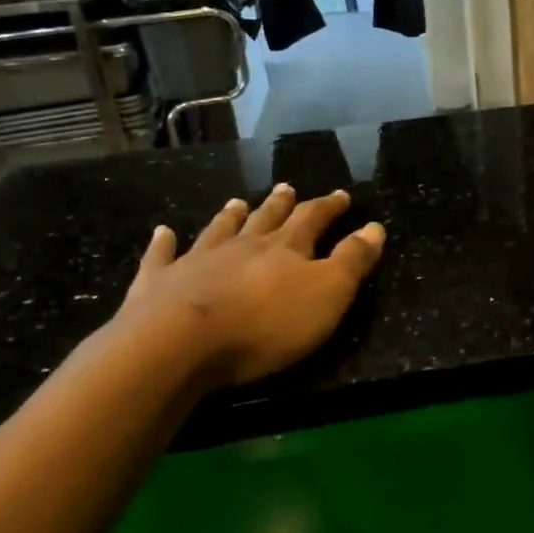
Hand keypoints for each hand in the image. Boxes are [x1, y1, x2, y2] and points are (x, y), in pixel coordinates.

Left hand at [115, 184, 384, 388]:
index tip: (341, 195)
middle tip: (287, 188)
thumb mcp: (327, 294)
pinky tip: (163, 232)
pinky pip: (162, 256)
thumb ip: (352, 261)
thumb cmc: (265, 324)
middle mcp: (242, 246)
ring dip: (230, 216)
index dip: (328, 207)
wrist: (180, 344)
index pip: (313, 219)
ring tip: (237, 203)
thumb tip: (375, 227)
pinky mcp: (158, 283)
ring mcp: (196, 261)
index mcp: (285, 249)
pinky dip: (164, 243)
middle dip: (281, 205)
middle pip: (265, 219)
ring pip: (219, 231)